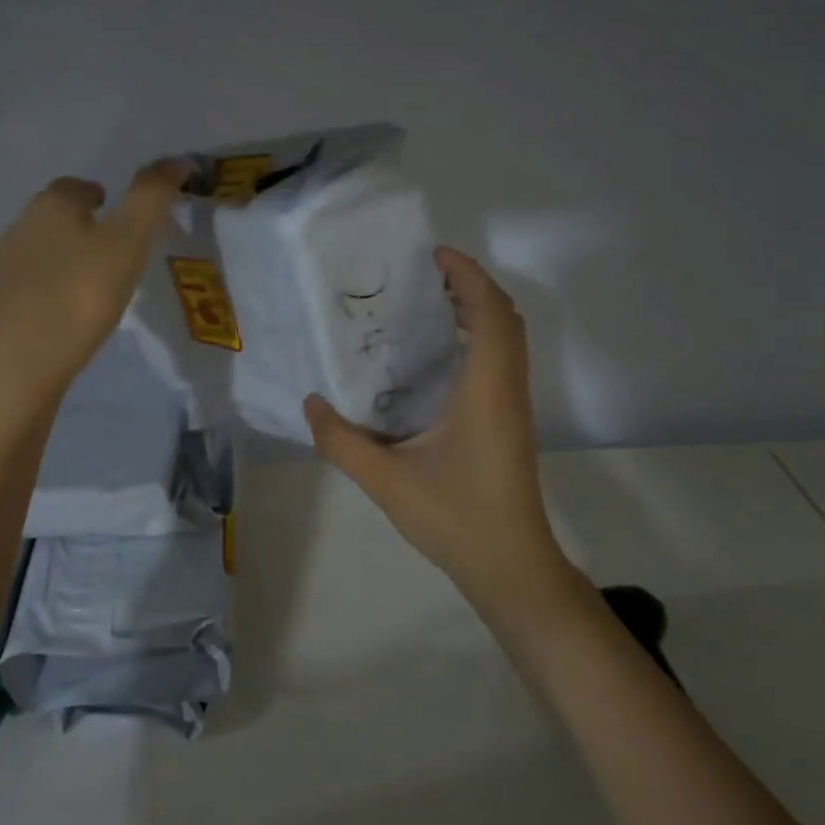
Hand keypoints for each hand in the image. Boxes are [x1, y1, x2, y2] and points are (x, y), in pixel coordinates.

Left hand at [0, 159, 189, 411]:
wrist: (13, 368)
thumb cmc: (78, 296)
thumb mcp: (128, 242)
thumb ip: (152, 198)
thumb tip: (178, 159)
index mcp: (52, 205)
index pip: (78, 186)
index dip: (103, 196)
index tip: (125, 219)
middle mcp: (20, 227)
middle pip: (56, 216)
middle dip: (84, 226)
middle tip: (116, 252)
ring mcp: (1, 269)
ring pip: (42, 252)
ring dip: (67, 259)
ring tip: (96, 286)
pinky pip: (30, 288)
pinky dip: (50, 292)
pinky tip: (67, 317)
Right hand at [304, 247, 572, 612]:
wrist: (512, 568)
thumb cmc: (456, 518)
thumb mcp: (387, 481)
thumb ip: (342, 441)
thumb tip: (311, 403)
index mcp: (486, 390)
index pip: (491, 313)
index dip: (468, 276)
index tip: (433, 256)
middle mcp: (507, 388)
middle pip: (505, 317)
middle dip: (471, 285)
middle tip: (425, 274)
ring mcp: (514, 406)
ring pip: (508, 339)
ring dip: (478, 310)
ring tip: (430, 303)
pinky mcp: (511, 421)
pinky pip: (502, 359)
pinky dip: (480, 336)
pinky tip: (441, 355)